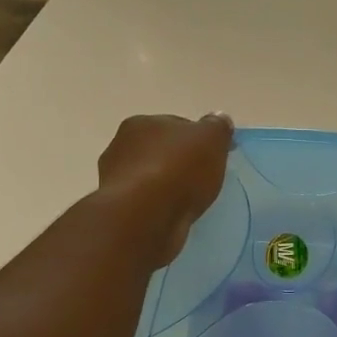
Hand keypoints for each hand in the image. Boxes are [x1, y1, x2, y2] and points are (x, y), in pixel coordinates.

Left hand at [96, 113, 234, 266]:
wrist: (144, 217)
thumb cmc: (178, 170)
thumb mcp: (210, 140)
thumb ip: (217, 127)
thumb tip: (219, 119)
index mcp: (142, 123)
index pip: (175, 125)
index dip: (197, 139)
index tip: (214, 156)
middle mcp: (122, 147)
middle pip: (161, 151)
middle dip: (180, 162)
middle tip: (203, 179)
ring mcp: (116, 180)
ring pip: (151, 178)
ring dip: (167, 186)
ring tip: (190, 201)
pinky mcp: (120, 210)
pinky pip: (147, 204)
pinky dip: (159, 207)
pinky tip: (175, 216)